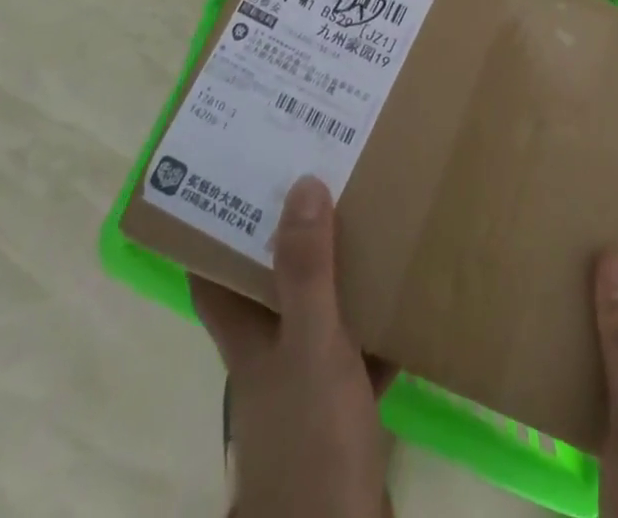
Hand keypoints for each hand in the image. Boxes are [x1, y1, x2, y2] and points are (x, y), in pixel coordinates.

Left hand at [190, 176, 393, 517]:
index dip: (212, 230)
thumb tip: (302, 183)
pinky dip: (379, 324)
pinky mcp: (345, 410)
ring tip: (366, 218)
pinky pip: (362, 349)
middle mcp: (271, 357)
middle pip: (272, 286)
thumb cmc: (312, 441)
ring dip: (339, 274)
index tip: (232, 178)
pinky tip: (405, 293)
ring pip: (320, 313)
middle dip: (290, 237)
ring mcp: (308, 386)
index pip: (212, 276)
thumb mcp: (310, 346)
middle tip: (318, 178)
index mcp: (248, 339)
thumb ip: (306, 272)